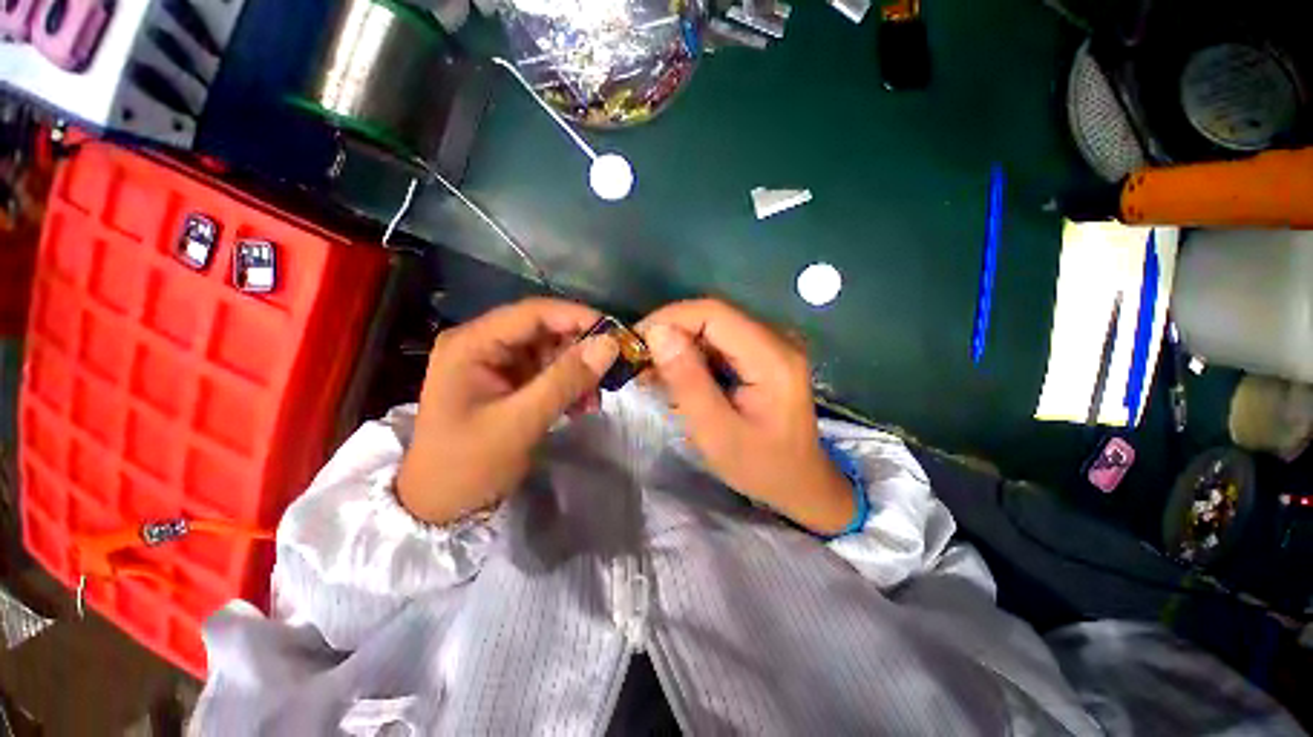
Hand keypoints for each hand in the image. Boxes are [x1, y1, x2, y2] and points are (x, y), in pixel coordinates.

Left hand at [397, 299, 618, 524]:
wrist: (441, 506)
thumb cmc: (468, 465)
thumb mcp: (520, 422)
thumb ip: (565, 380)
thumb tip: (609, 344)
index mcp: (472, 343)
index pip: (533, 313)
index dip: (577, 317)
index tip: (615, 334)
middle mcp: (483, 344)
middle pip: (544, 331)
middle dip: (579, 351)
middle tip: (608, 375)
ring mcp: (495, 363)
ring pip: (550, 352)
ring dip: (577, 372)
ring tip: (593, 401)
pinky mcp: (507, 382)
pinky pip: (547, 372)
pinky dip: (568, 386)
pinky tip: (580, 406)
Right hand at [637, 299, 855, 534]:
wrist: (799, 481)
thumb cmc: (760, 466)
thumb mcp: (716, 432)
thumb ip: (687, 381)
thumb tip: (658, 333)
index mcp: (772, 358)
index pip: (715, 313)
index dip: (670, 318)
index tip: (636, 341)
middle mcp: (777, 340)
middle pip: (713, 317)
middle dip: (671, 333)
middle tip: (639, 362)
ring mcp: (772, 344)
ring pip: (713, 328)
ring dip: (679, 345)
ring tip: (652, 373)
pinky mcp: (764, 354)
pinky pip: (721, 342)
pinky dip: (694, 355)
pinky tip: (676, 376)